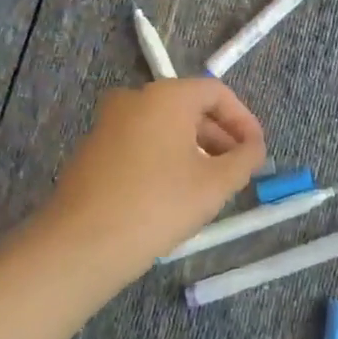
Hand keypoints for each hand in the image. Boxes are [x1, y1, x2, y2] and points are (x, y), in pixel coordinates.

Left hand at [16, 77, 265, 287]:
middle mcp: (135, 98)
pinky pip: (141, 142)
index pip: (217, 93)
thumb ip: (245, 159)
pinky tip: (174, 193)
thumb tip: (254, 148)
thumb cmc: (158, 205)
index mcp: (167, 96)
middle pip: (190, 107)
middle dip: (220, 137)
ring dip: (194, 149)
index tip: (256, 151)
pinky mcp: (93, 149)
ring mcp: (109, 123)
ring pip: (164, 126)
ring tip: (210, 185)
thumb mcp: (216, 184)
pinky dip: (165, 157)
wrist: (81, 245)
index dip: (244, 121)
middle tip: (238, 170)